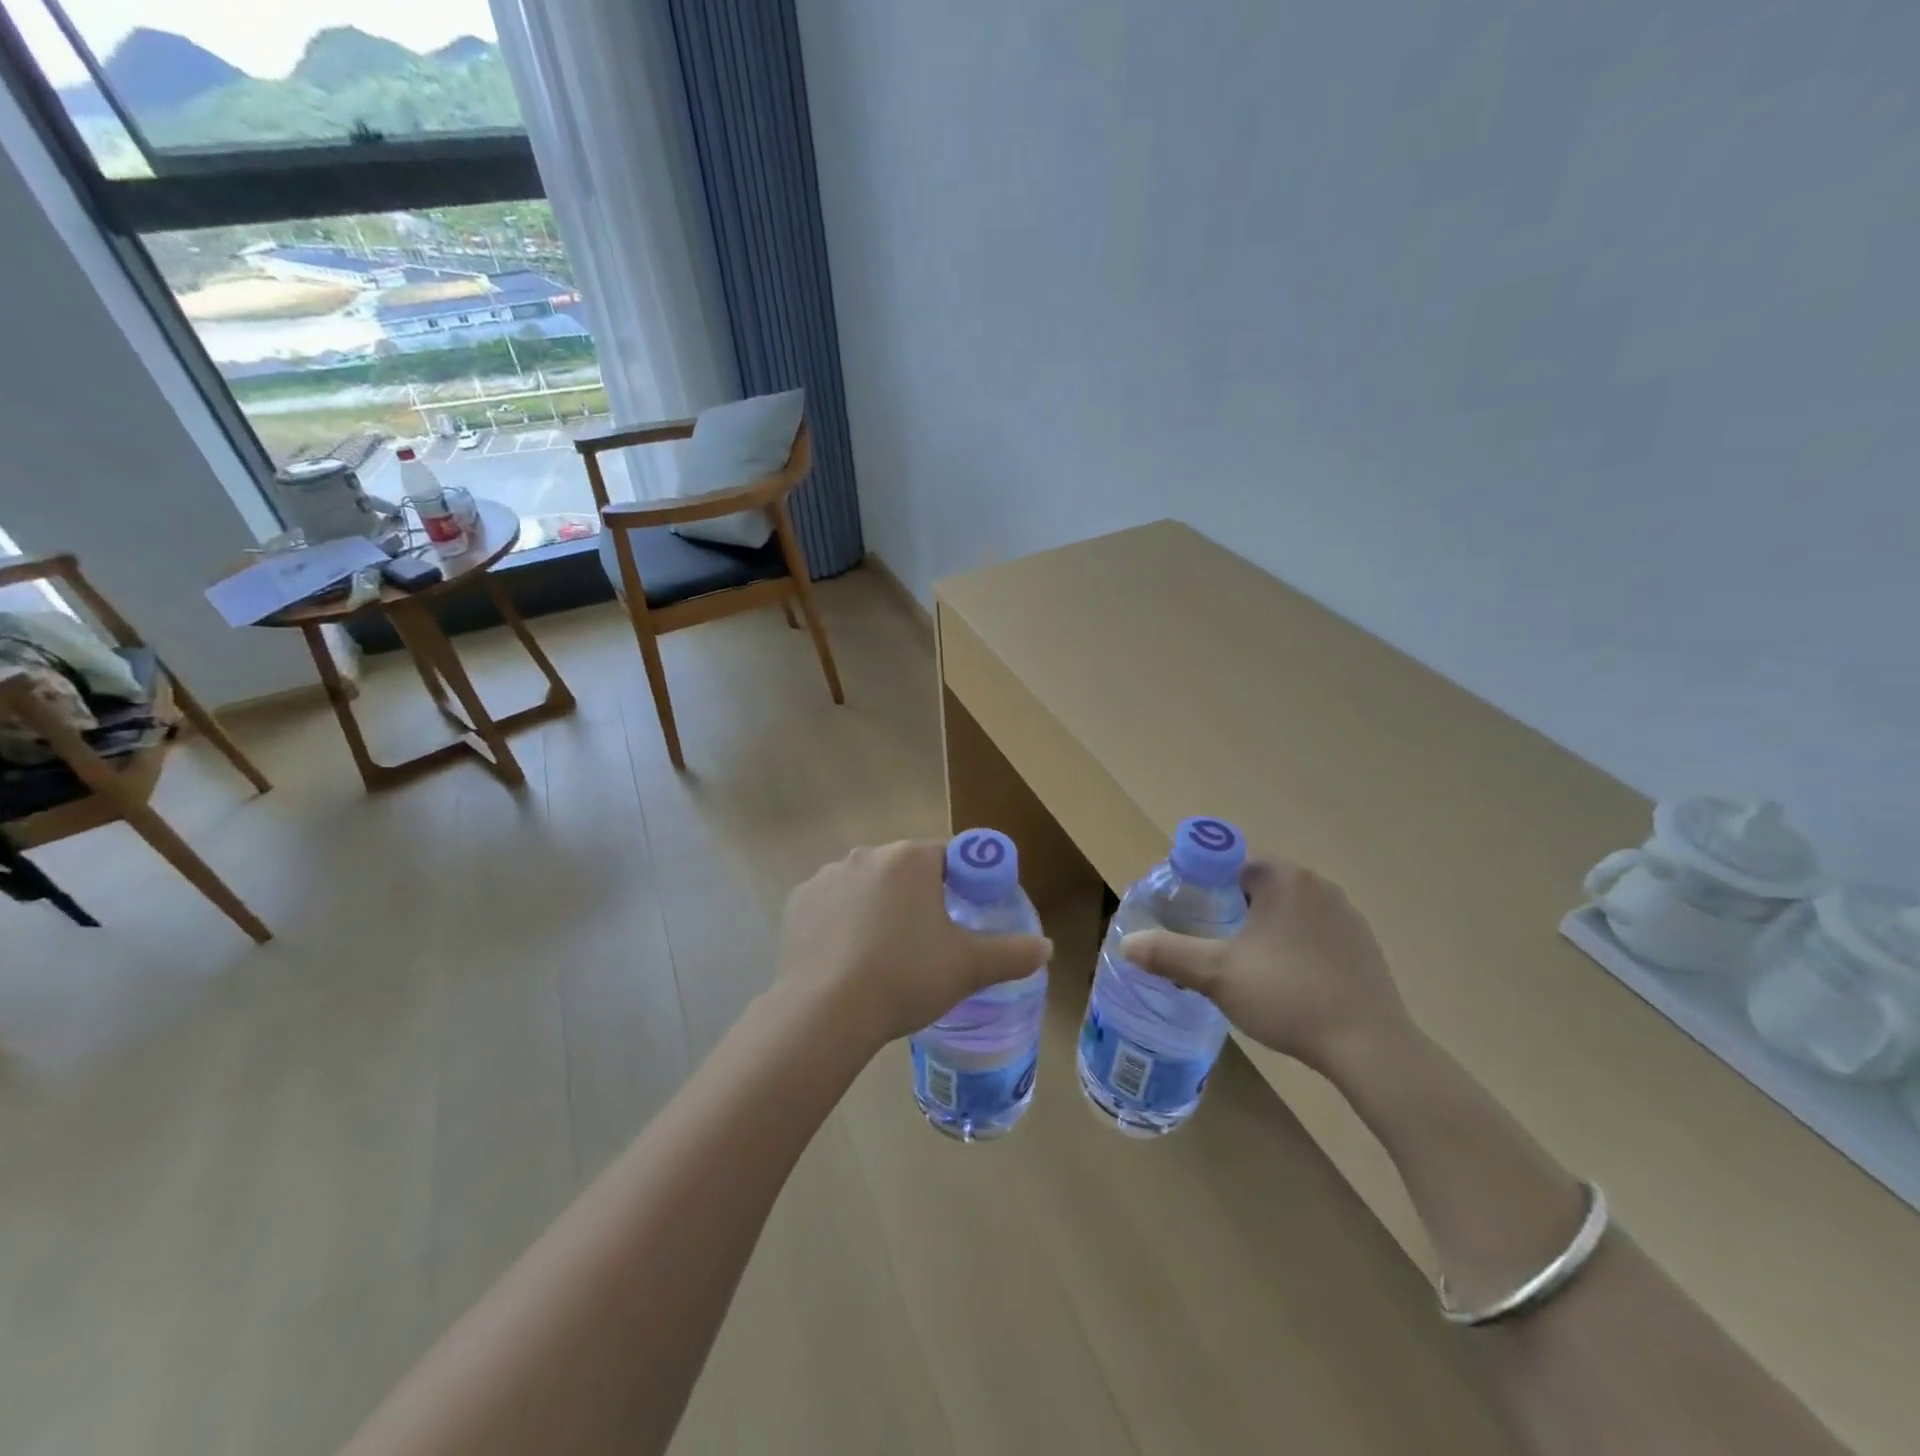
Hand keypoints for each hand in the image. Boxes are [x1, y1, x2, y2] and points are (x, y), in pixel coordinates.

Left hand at [776, 840, 1052, 1051]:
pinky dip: (842, 921)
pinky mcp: (799, 902)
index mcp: (910, 859)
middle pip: (905, 869)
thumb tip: (1047, 948)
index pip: (947, 855)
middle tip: (928, 942)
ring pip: (867, 886)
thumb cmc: (905, 977)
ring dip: (878, 907)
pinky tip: (847, 958)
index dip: (962, 882)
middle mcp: (867, 855)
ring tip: (883, 956)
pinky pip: (832, 904)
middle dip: (919, 897)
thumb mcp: (968, 967)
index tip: (964, 915)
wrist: (826, 1012)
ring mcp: (827, 876)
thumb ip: (1013, 953)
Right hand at [1120, 858, 1414, 1079]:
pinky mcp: (1365, 947)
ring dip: (1263, 928)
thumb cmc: (1288, 995)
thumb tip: (1127, 944)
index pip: (1230, 862)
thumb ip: (1169, 954)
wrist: (1369, 1047)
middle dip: (1230, 907)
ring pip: (1288, 910)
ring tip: (1243, 965)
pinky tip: (1285, 982)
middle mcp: (1319, 885)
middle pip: (1259, 885)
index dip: (1203, 884)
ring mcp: (1347, 916)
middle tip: (1209, 941)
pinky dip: (1293, 947)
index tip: (1188, 915)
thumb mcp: (1217, 974)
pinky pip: (1314, 933)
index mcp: (1284, 878)